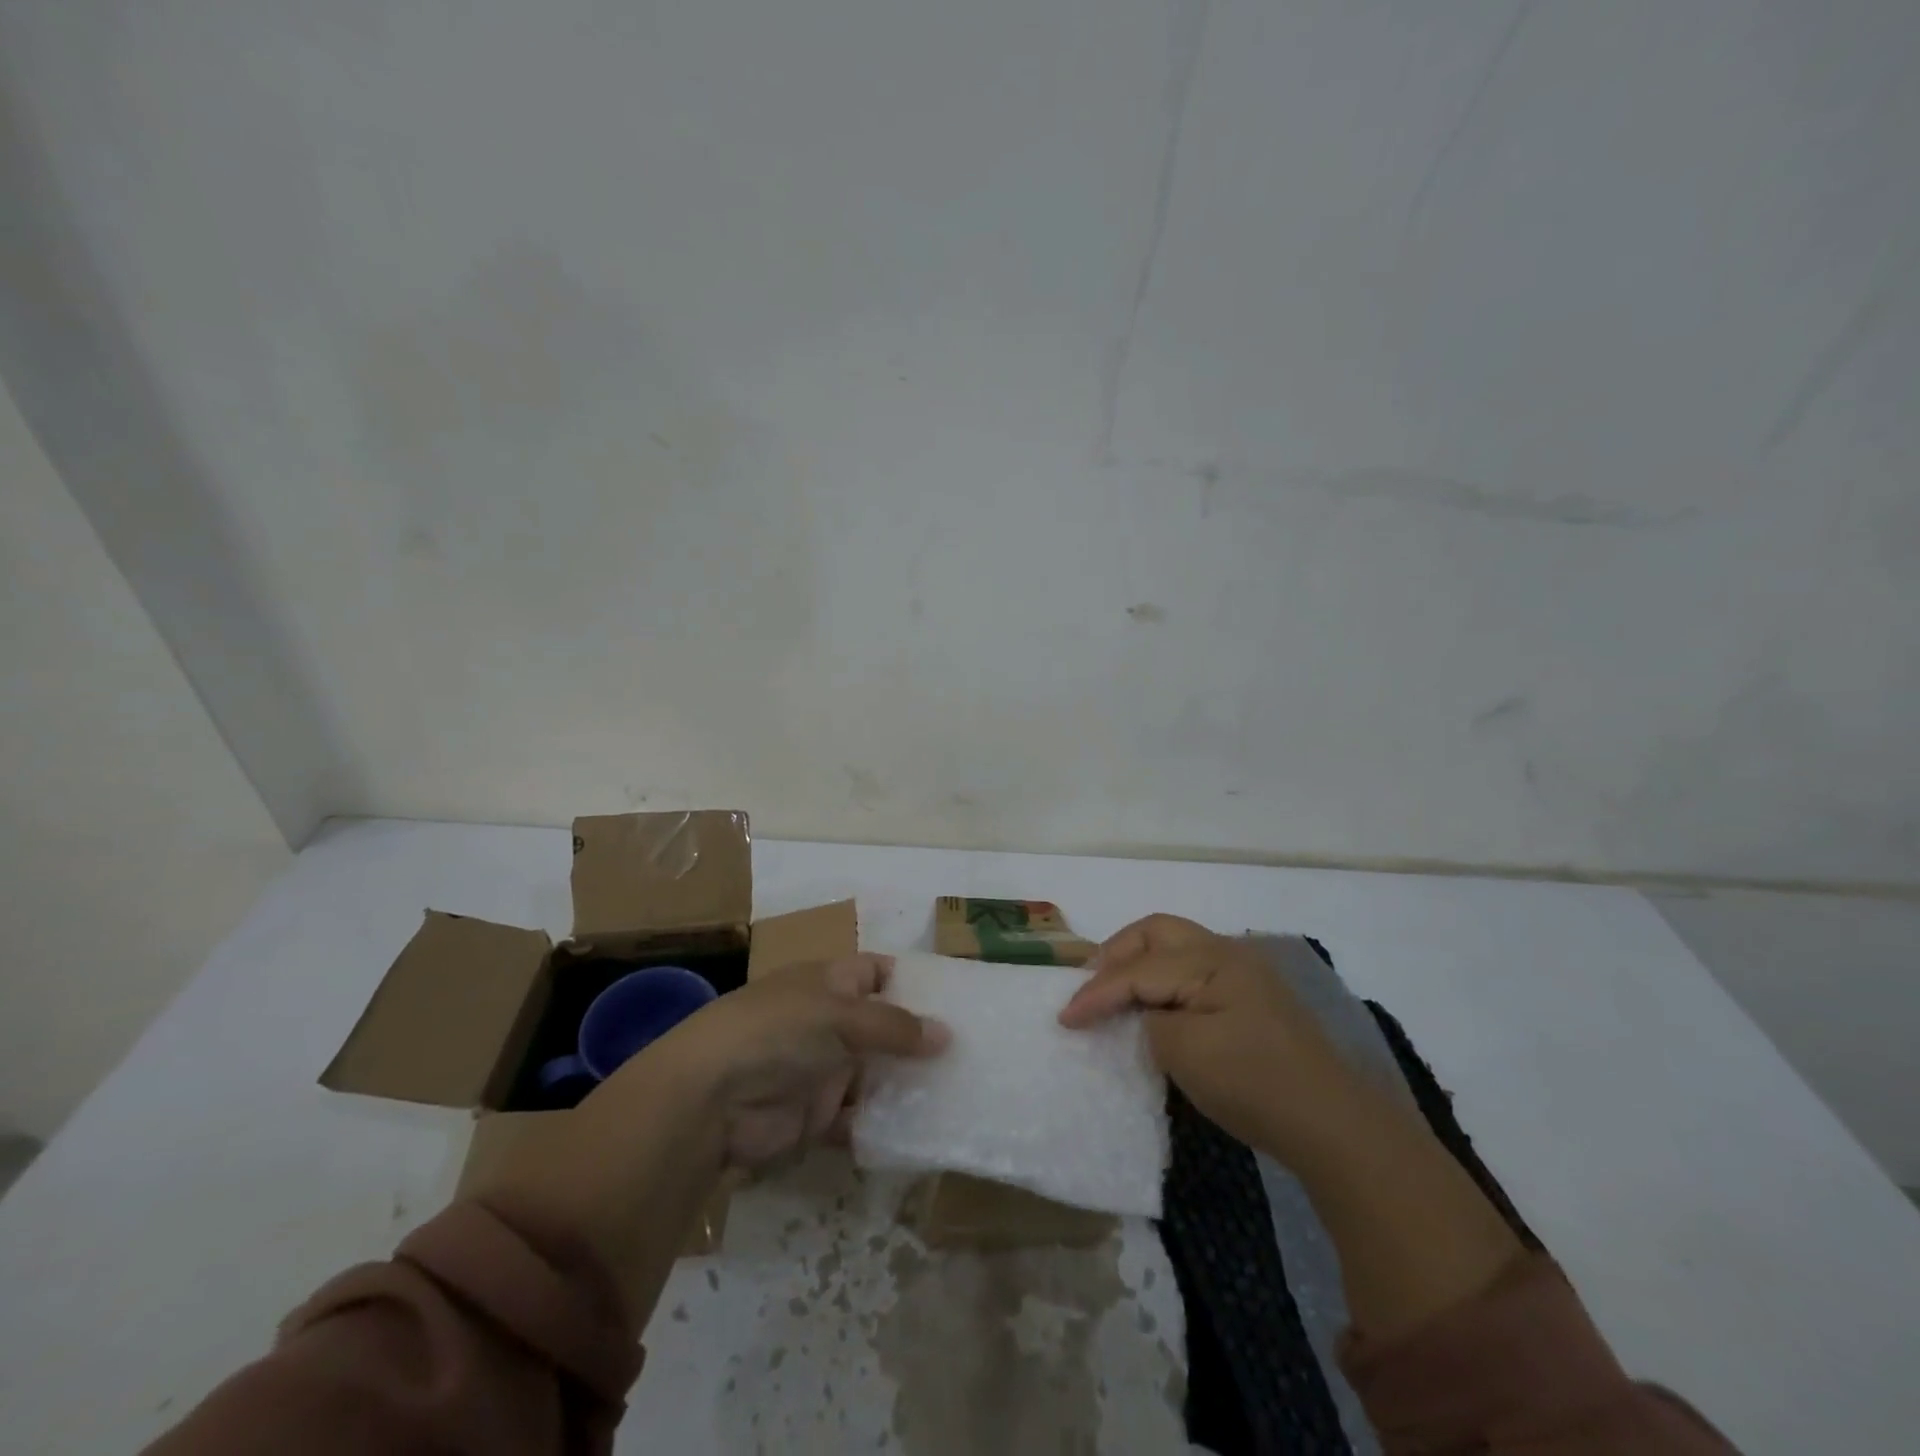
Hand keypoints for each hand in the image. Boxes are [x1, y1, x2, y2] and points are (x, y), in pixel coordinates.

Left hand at [620, 953, 949, 1168]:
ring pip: (875, 1073)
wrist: (711, 1099)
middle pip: (882, 1026)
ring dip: (906, 1083)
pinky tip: (923, 1129)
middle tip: (972, 1051)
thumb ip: (895, 1026)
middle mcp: (828, 1022)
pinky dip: (884, 1124)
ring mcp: (822, 1068)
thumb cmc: (778, 1032)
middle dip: (918, 1038)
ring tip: (959, 1090)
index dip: (910, 980)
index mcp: (829, 982)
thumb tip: (947, 1034)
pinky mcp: (816, 1115)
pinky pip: (860, 1118)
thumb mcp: (840, 1015)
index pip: (876, 971)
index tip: (955, 997)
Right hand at [1058, 914, 1358, 1156]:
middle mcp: (1228, 952)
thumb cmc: (1254, 1084)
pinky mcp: (1253, 998)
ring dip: (1140, 961)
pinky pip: (1194, 969)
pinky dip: (1164, 978)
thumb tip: (1145, 1014)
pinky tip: (1154, 1003)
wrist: (1333, 1126)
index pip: (1138, 969)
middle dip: (1117, 953)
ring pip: (1177, 946)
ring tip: (1114, 989)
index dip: (1096, 993)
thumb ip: (1149, 1021)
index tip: (1063, 1018)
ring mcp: (1244, 973)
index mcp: (1211, 959)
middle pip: (1157, 932)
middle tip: (1088, 983)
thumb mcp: (1185, 1053)